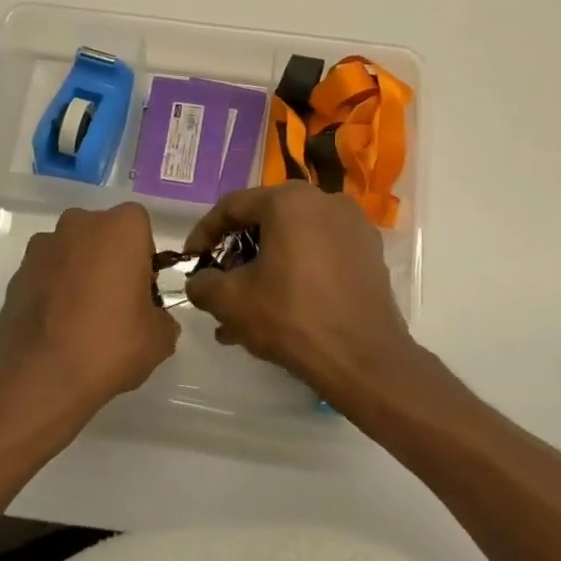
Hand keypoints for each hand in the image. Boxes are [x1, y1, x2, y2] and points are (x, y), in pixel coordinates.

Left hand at [0, 203, 178, 428]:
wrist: (42, 374)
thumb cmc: (110, 343)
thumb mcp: (159, 339)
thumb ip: (162, 318)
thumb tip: (154, 319)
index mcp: (121, 228)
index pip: (139, 226)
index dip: (143, 256)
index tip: (142, 288)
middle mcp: (79, 224)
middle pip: (101, 234)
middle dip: (108, 259)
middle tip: (114, 301)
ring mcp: (42, 246)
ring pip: (70, 252)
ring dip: (77, 272)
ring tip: (81, 317)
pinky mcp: (17, 272)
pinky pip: (45, 274)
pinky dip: (52, 290)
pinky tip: (57, 326)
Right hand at [183, 183, 423, 407]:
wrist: (365, 360)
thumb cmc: (292, 317)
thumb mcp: (231, 301)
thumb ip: (203, 284)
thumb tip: (199, 282)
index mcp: (289, 200)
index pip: (232, 207)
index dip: (204, 233)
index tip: (191, 260)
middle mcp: (325, 201)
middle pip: (265, 222)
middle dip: (237, 255)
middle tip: (219, 284)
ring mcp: (353, 227)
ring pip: (294, 241)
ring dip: (265, 269)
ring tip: (245, 309)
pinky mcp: (369, 255)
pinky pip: (320, 255)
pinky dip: (296, 274)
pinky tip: (280, 310)